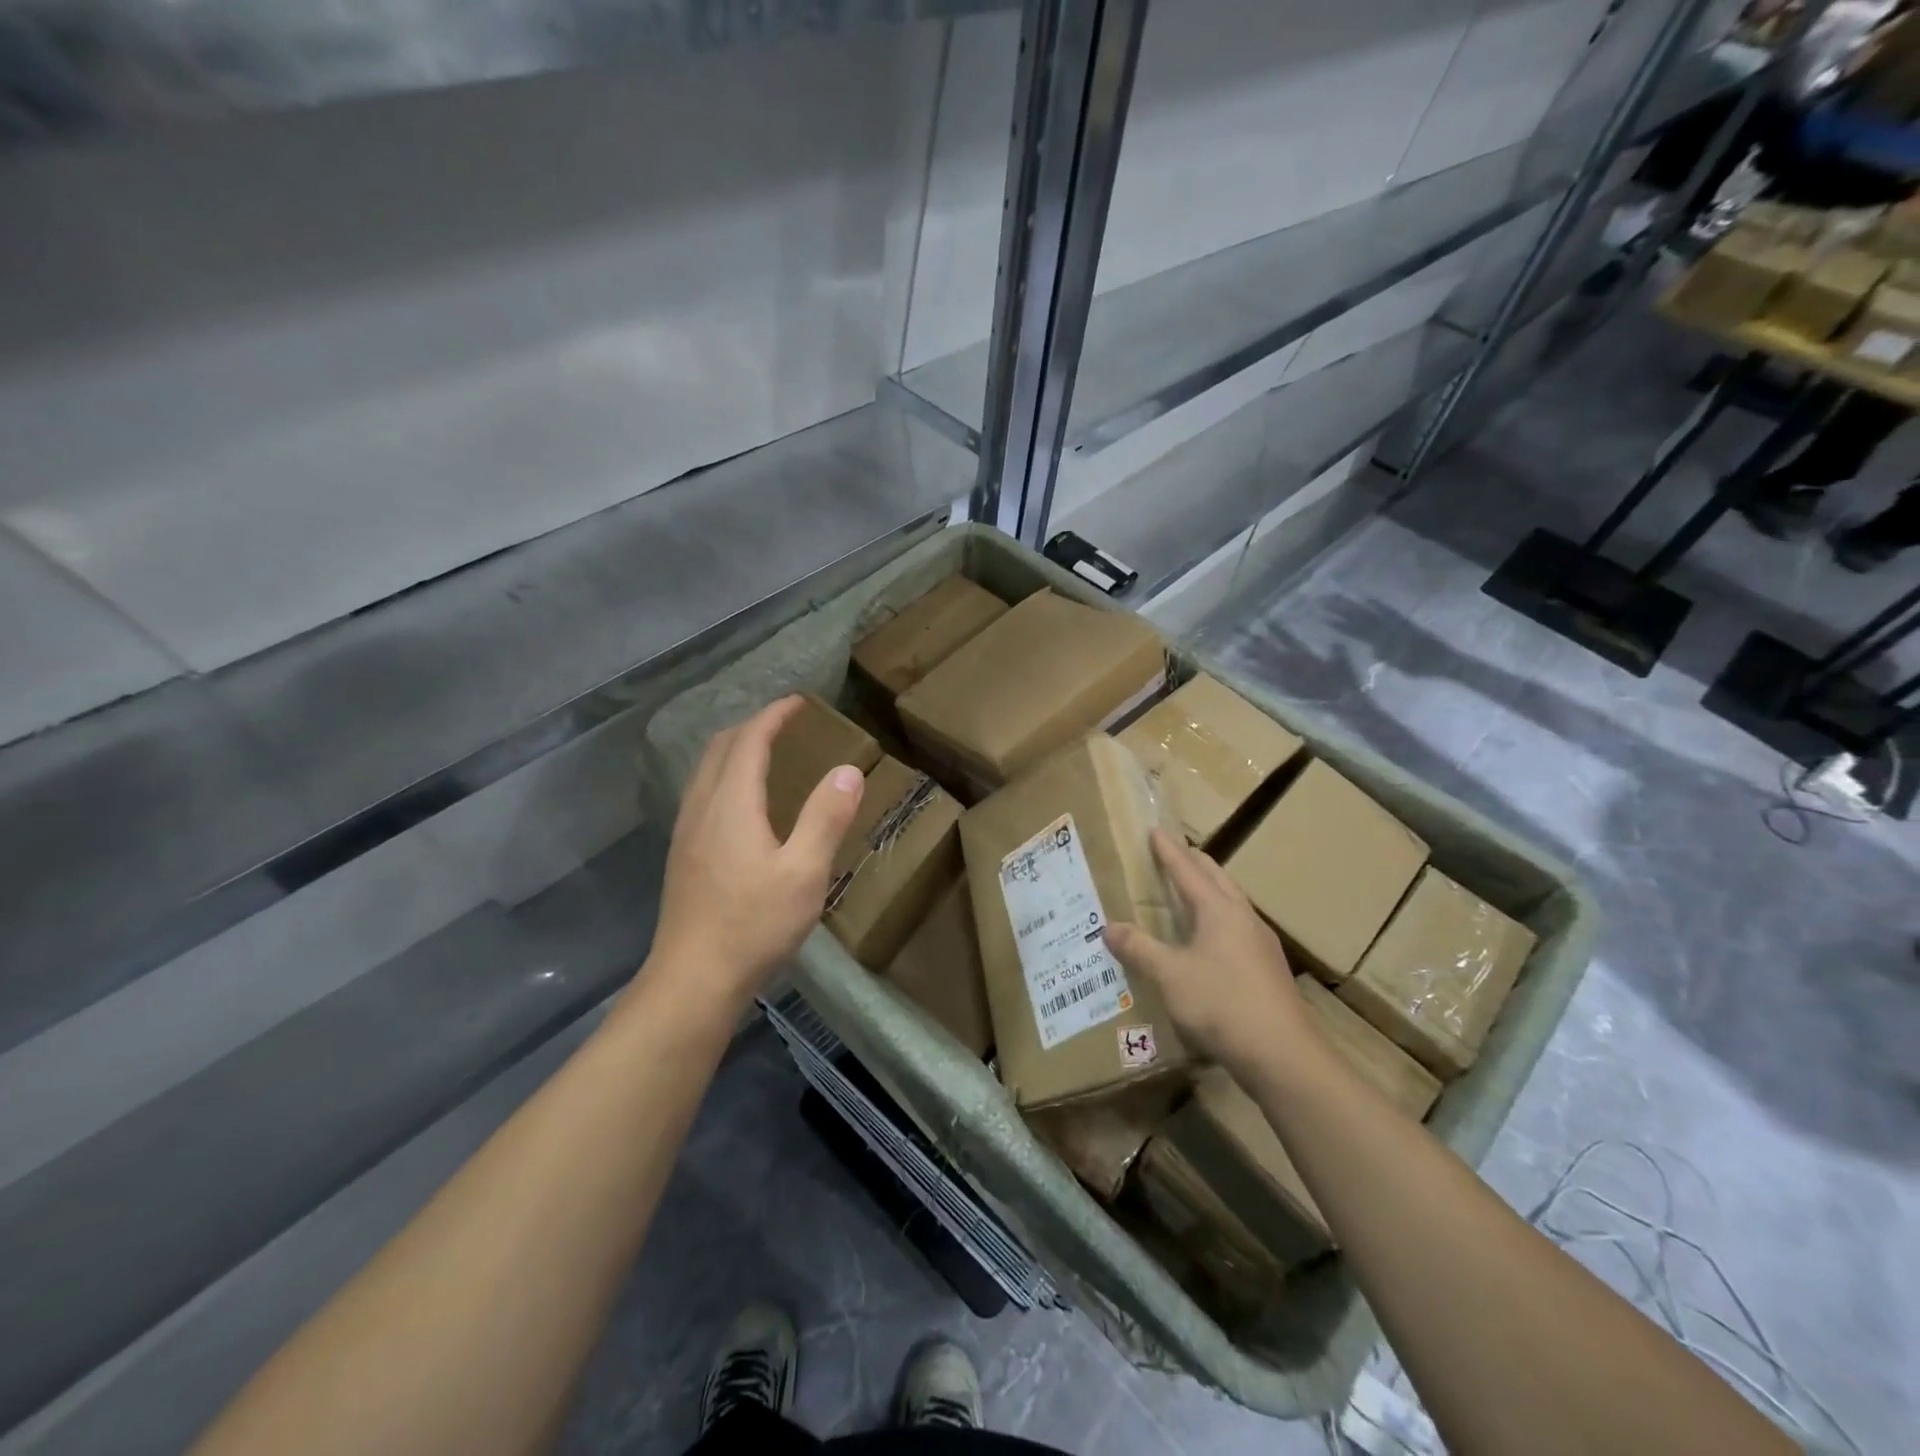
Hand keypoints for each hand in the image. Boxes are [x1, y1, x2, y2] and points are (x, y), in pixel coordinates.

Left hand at [646, 696, 865, 1011]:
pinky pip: (702, 793)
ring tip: (765, 753)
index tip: (799, 702)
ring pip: (706, 771)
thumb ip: (826, 818)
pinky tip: (741, 803)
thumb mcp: (804, 873)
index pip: (749, 741)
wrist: (692, 980)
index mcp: (732, 805)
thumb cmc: (753, 926)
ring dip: (735, 749)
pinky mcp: (682, 856)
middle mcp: (702, 809)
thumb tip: (848, 770)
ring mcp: (686, 833)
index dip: (774, 716)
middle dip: (753, 726)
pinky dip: (724, 775)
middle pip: (721, 748)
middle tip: (786, 723)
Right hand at [1104, 830, 1312, 1077]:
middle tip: (1174, 852)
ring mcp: (1260, 943)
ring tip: (1191, 891)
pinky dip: (1218, 918)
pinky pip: (1238, 927)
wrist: (1282, 1054)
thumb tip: (1109, 927)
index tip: (1155, 830)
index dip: (1168, 850)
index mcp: (1218, 910)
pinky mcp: (1268, 968)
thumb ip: (1139, 949)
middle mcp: (1242, 917)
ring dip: (1210, 889)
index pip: (1187, 870)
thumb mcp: (1169, 976)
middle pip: (1217, 878)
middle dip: (1194, 862)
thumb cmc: (1221, 1004)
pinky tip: (1211, 940)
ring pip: (1232, 902)